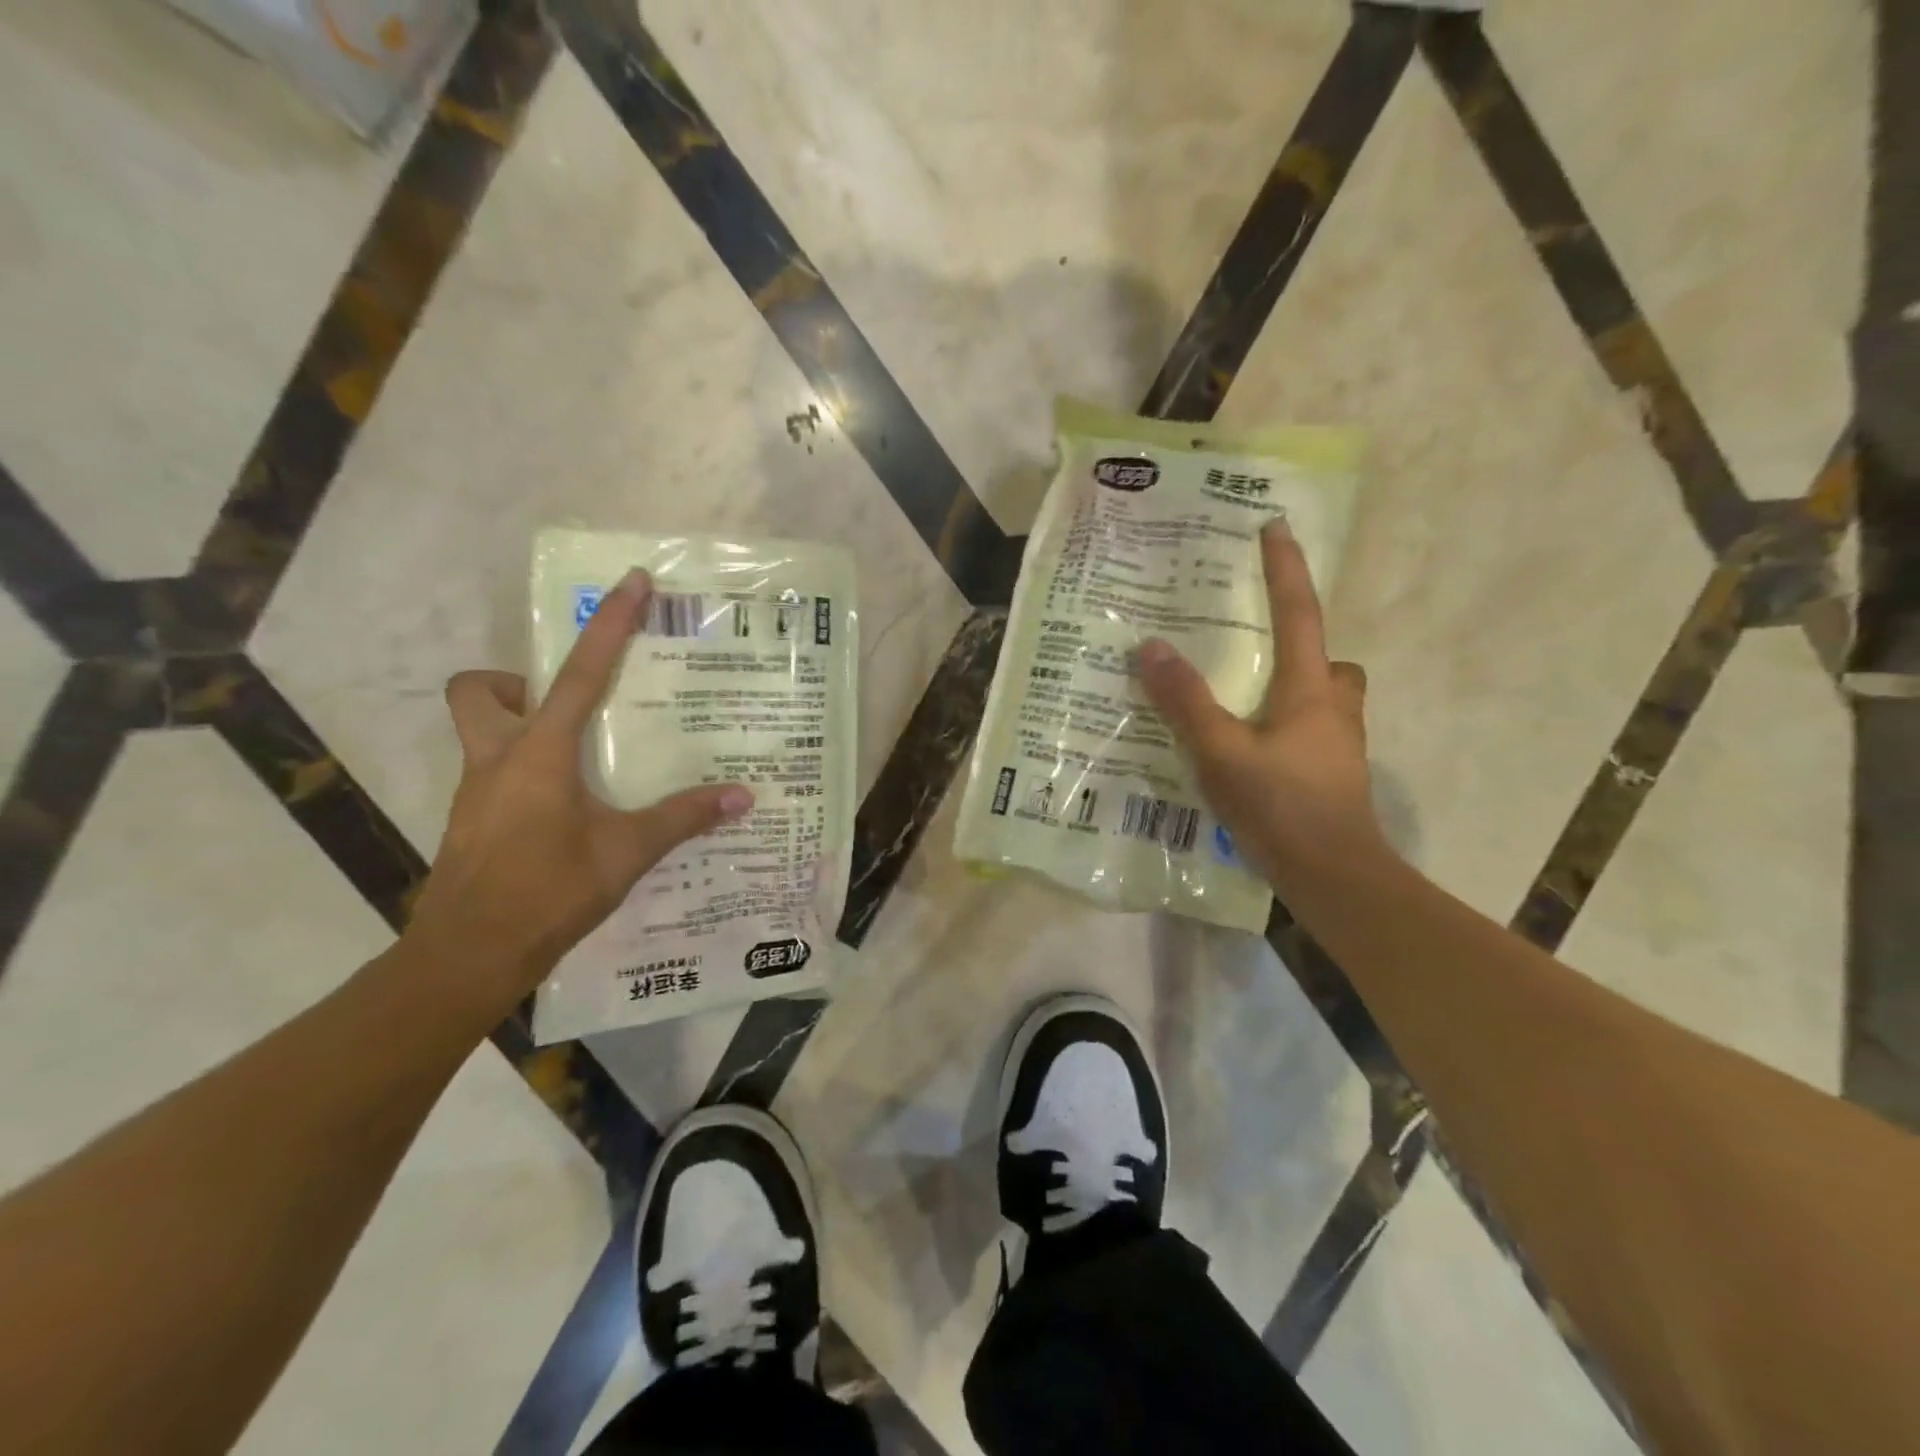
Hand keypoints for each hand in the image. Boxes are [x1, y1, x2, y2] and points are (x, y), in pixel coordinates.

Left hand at [403, 569, 751, 1018]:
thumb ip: (683, 818)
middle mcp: (498, 759)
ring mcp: (479, 792)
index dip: (609, 625)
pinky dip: (529, 772)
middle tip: (570, 702)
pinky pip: (496, 773)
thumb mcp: (627, 851)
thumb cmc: (548, 891)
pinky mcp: (475, 821)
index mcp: (539, 753)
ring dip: (522, 725)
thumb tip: (742, 796)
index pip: (581, 673)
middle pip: (480, 690)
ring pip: (481, 731)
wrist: (469, 955)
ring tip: (582, 755)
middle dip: (518, 680)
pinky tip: (570, 808)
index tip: (630, 584)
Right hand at [1135, 520, 1384, 891]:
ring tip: (1242, 706)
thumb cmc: (1281, 806)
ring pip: (1323, 698)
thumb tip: (1149, 647)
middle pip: (1326, 659)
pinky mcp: (1331, 776)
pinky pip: (1311, 732)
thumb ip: (1186, 702)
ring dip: (1294, 691)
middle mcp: (1332, 707)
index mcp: (1310, 688)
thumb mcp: (1221, 752)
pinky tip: (1250, 752)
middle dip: (1300, 647)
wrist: (1333, 876)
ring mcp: (1338, 744)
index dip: (1286, 568)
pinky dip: (1285, 729)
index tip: (1276, 526)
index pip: (1299, 612)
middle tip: (1256, 654)